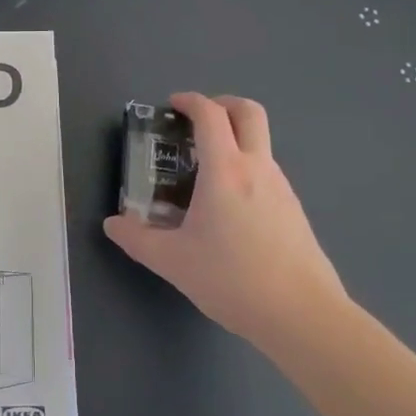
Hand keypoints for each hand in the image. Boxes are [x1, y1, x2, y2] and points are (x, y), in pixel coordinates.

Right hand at [104, 93, 348, 347]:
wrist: (303, 315)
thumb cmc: (233, 280)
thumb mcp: (173, 262)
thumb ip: (137, 239)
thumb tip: (113, 224)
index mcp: (226, 171)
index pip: (210, 115)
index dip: (190, 101)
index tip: (172, 105)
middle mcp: (258, 168)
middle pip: (248, 112)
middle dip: (222, 104)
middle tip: (197, 121)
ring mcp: (282, 187)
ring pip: (260, 144)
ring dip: (234, 140)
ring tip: (205, 173)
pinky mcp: (294, 210)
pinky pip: (267, 173)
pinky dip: (245, 169)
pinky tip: (229, 208)